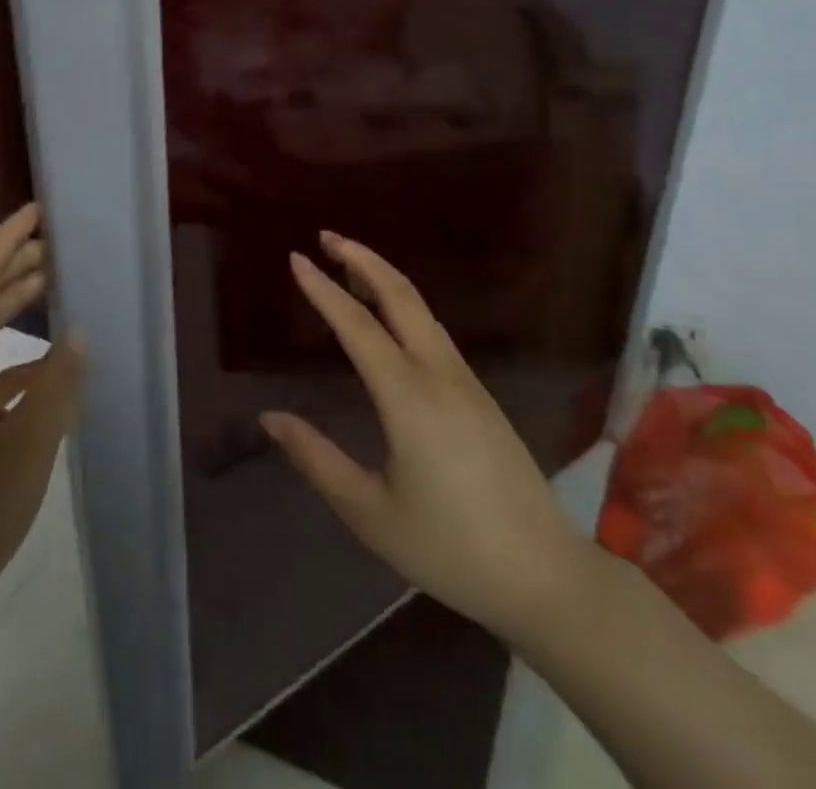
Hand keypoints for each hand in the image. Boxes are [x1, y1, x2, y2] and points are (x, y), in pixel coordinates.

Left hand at [0, 204, 85, 632]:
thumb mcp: (25, 450)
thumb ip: (56, 385)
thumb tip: (76, 330)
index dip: (5, 240)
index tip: (36, 211)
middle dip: (14, 267)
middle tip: (57, 246)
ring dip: (12, 309)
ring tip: (54, 291)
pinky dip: (11, 357)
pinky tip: (43, 373)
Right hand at [260, 231, 587, 644]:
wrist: (546, 577)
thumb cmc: (449, 548)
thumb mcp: (369, 512)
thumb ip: (316, 459)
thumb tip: (269, 417)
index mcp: (408, 397)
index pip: (357, 325)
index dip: (323, 289)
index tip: (296, 257)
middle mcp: (439, 374)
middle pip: (399, 295)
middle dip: (361, 258)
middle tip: (325, 236)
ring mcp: (466, 381)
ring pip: (421, 308)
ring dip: (383, 276)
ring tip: (349, 263)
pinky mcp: (480, 394)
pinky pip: (434, 330)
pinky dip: (403, 304)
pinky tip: (389, 315)